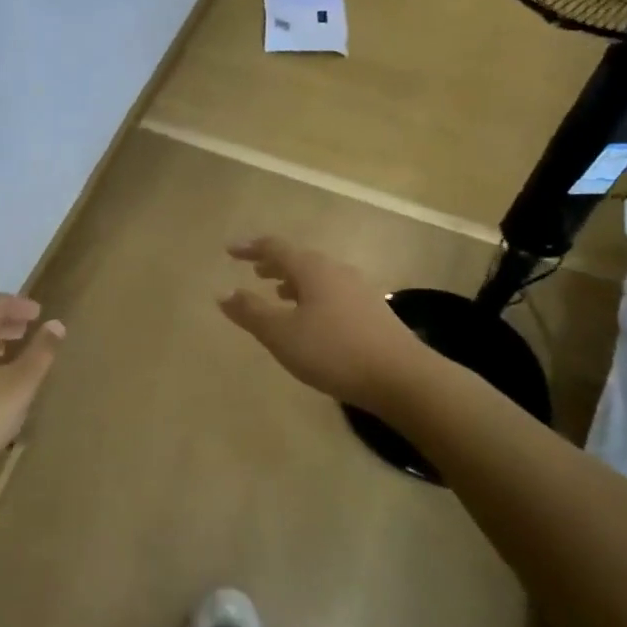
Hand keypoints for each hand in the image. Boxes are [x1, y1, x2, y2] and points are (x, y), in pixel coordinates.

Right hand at [219, 237, 423, 411]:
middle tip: (254, 271)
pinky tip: (312, 319)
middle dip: (274, 264)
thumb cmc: (334, 351)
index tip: (230, 251)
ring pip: (318, 277)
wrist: (402, 378)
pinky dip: (312, 296)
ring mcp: (359, 290)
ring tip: (278, 293)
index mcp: (312, 269)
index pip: (275, 248)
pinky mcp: (372, 311)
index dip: (250, 248)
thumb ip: (251, 312)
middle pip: (299, 259)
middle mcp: (336, 271)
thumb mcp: (282, 334)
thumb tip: (224, 294)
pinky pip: (332, 292)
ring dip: (294, 281)